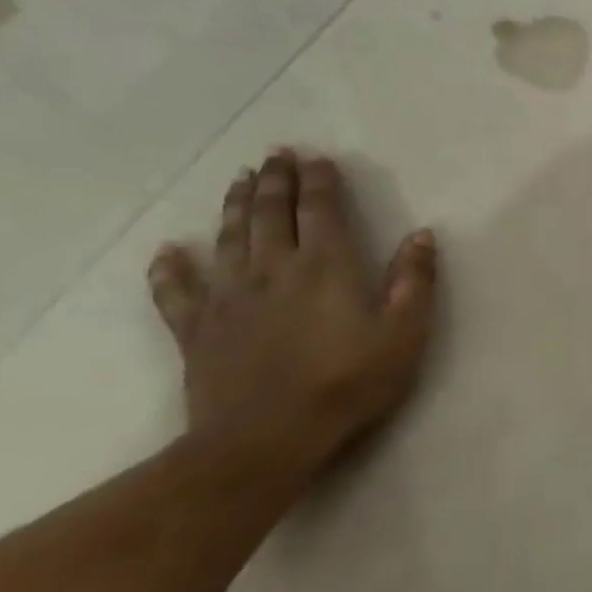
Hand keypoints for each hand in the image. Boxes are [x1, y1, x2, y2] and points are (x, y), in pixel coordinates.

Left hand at [146, 149, 438, 482]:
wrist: (267, 438)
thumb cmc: (349, 382)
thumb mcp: (405, 333)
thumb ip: (414, 281)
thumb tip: (422, 235)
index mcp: (326, 266)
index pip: (321, 210)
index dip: (320, 181)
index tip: (317, 157)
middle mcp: (274, 269)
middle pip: (269, 213)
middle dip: (275, 180)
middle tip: (275, 154)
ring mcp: (229, 298)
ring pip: (228, 238)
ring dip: (233, 205)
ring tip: (239, 179)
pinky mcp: (197, 329)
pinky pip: (177, 291)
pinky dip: (170, 268)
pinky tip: (168, 251)